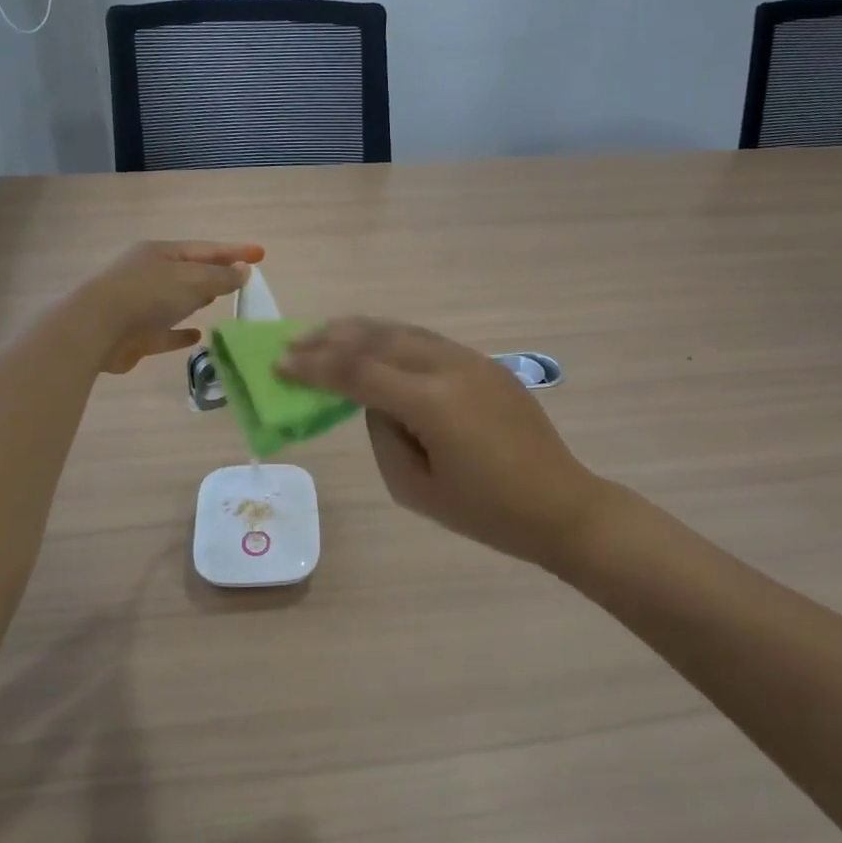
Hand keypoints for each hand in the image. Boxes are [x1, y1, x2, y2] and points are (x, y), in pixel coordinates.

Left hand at [78, 240, 262, 373]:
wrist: (95, 329)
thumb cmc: (147, 295)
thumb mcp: (192, 280)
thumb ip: (221, 277)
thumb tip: (244, 271)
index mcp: (160, 252)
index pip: (206, 249)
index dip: (235, 251)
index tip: (261, 254)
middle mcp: (149, 274)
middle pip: (189, 271)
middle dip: (214, 273)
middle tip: (240, 277)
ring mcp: (139, 304)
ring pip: (175, 300)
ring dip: (197, 300)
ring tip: (219, 302)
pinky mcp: (135, 334)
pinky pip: (165, 331)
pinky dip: (181, 333)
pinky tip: (197, 336)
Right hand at [280, 318, 606, 568]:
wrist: (561, 505)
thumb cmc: (487, 512)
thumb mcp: (416, 488)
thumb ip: (383, 435)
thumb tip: (375, 402)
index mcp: (432, 402)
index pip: (358, 372)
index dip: (315, 367)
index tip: (280, 364)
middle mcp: (450, 367)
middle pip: (379, 340)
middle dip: (331, 339)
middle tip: (295, 342)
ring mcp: (472, 360)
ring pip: (404, 331)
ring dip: (361, 331)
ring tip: (326, 333)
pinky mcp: (486, 364)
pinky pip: (428, 341)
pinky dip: (393, 338)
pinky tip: (376, 345)